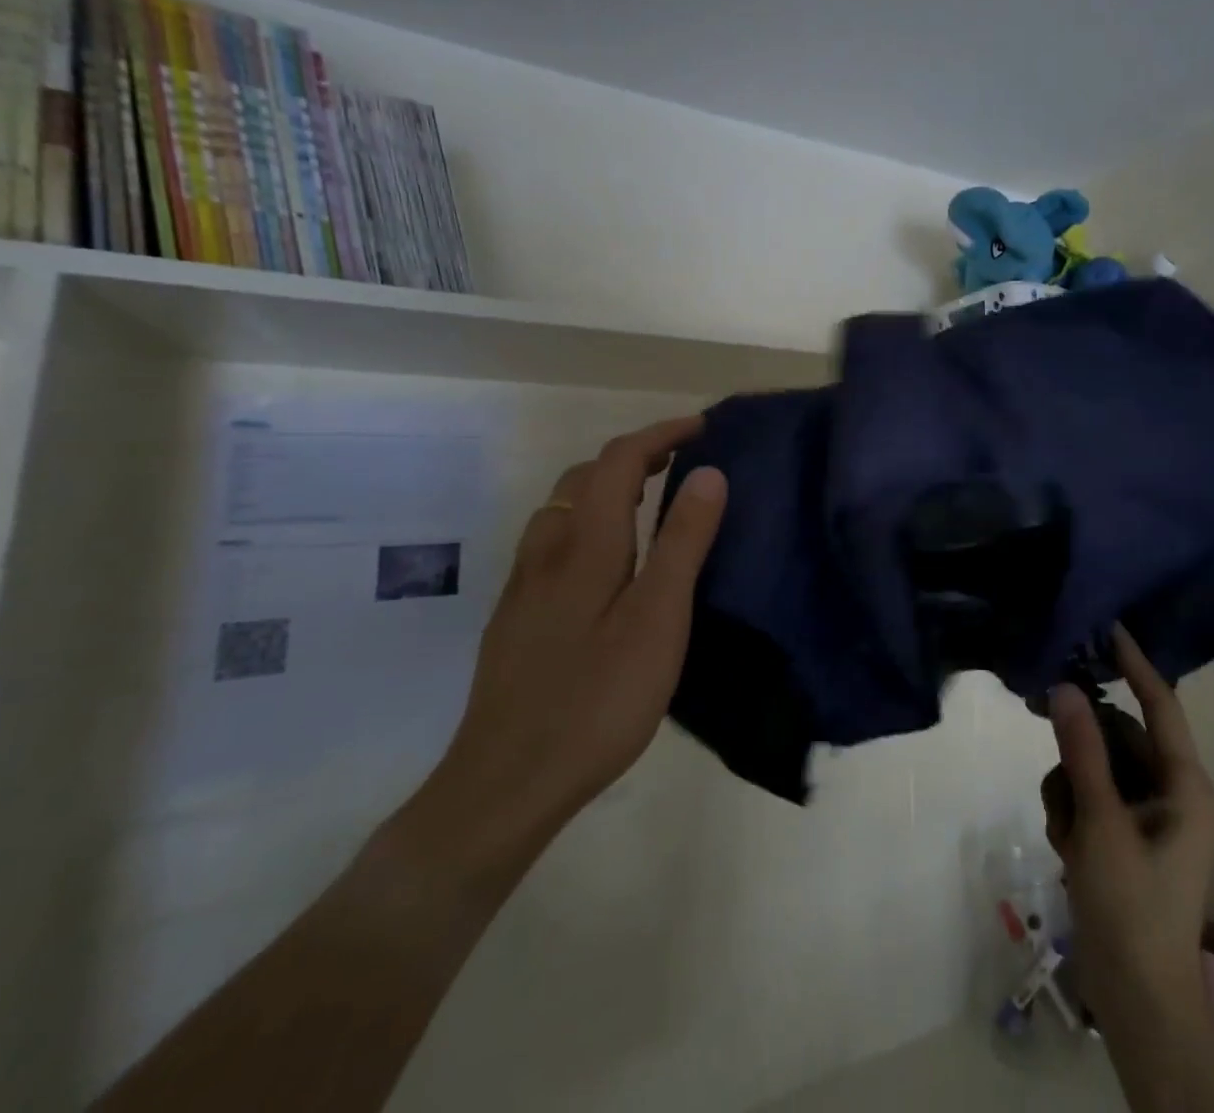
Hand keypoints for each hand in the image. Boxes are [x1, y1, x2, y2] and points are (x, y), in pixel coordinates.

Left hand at [424, 416, 726, 855]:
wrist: (504, 784)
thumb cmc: (597, 699)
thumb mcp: (658, 619)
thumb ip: (683, 542)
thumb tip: (709, 473)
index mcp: (584, 544)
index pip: (619, 460)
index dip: (661, 434)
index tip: (704, 428)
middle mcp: (546, 552)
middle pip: (583, 477)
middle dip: (634, 455)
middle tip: (682, 463)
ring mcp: (524, 586)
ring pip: (561, 509)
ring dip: (605, 487)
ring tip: (650, 502)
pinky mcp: (517, 618)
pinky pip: (553, 542)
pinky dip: (588, 522)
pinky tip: (609, 562)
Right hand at [1041, 628, 1213, 1036]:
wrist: (1137, 1004)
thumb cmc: (1132, 908)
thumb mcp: (1100, 824)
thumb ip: (1081, 751)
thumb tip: (1064, 685)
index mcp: (1183, 785)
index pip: (1160, 705)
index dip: (1134, 664)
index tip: (1105, 626)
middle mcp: (1168, 792)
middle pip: (1116, 736)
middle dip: (1080, 740)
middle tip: (1038, 712)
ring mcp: (1143, 817)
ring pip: (1095, 767)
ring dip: (1070, 785)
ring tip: (1066, 830)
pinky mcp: (1121, 837)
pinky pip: (1088, 797)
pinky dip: (1070, 811)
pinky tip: (1065, 846)